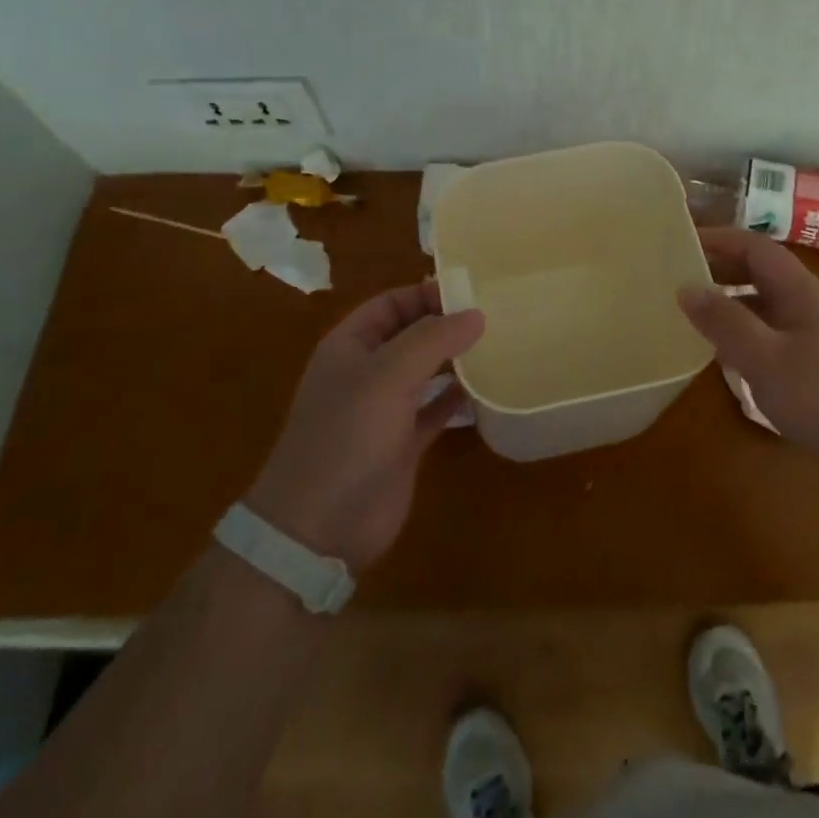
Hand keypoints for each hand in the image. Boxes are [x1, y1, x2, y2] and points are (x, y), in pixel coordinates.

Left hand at [247, 281, 484, 571]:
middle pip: (411, 334)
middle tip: (495, 315)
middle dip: (447, 324)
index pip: (391, 303)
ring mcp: (385, 409)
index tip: (473, 291)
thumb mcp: (388, 375)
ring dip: (456, 359)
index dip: (427, 294)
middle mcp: (367, 372)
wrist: (320, 526)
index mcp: (350, 346)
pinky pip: (436, 409)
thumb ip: (432, 339)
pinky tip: (488, 388)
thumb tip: (476, 314)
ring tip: (499, 344)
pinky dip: (458, 398)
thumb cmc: (347, 436)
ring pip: (426, 371)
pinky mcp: (404, 442)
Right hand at [677, 228, 818, 484]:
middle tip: (677, 278)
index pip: (755, 247)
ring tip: (694, 316)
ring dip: (731, 304)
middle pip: (761, 273)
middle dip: (721, 270)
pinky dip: (746, 334)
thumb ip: (725, 322)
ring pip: (767, 306)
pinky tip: (729, 358)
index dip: (719, 238)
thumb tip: (686, 287)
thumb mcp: (766, 359)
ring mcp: (818, 336)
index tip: (681, 241)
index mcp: (799, 291)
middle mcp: (810, 305)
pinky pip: (774, 335)